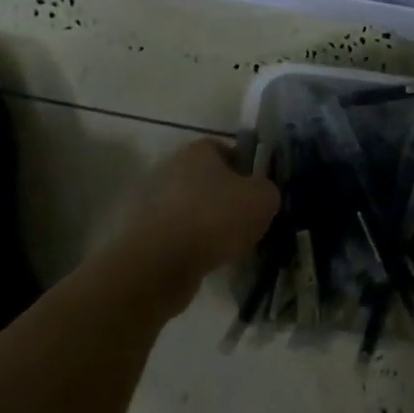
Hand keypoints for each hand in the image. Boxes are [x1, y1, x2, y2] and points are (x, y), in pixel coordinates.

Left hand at [120, 138, 280, 282]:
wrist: (160, 262)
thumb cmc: (215, 218)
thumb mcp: (262, 199)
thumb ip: (267, 190)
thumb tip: (261, 194)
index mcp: (198, 151)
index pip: (227, 150)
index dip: (247, 169)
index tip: (259, 193)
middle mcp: (172, 169)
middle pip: (209, 181)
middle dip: (229, 200)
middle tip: (250, 221)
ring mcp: (154, 202)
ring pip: (195, 209)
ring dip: (212, 225)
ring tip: (232, 246)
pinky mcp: (145, 233)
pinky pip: (181, 235)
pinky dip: (195, 245)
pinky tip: (210, 261)